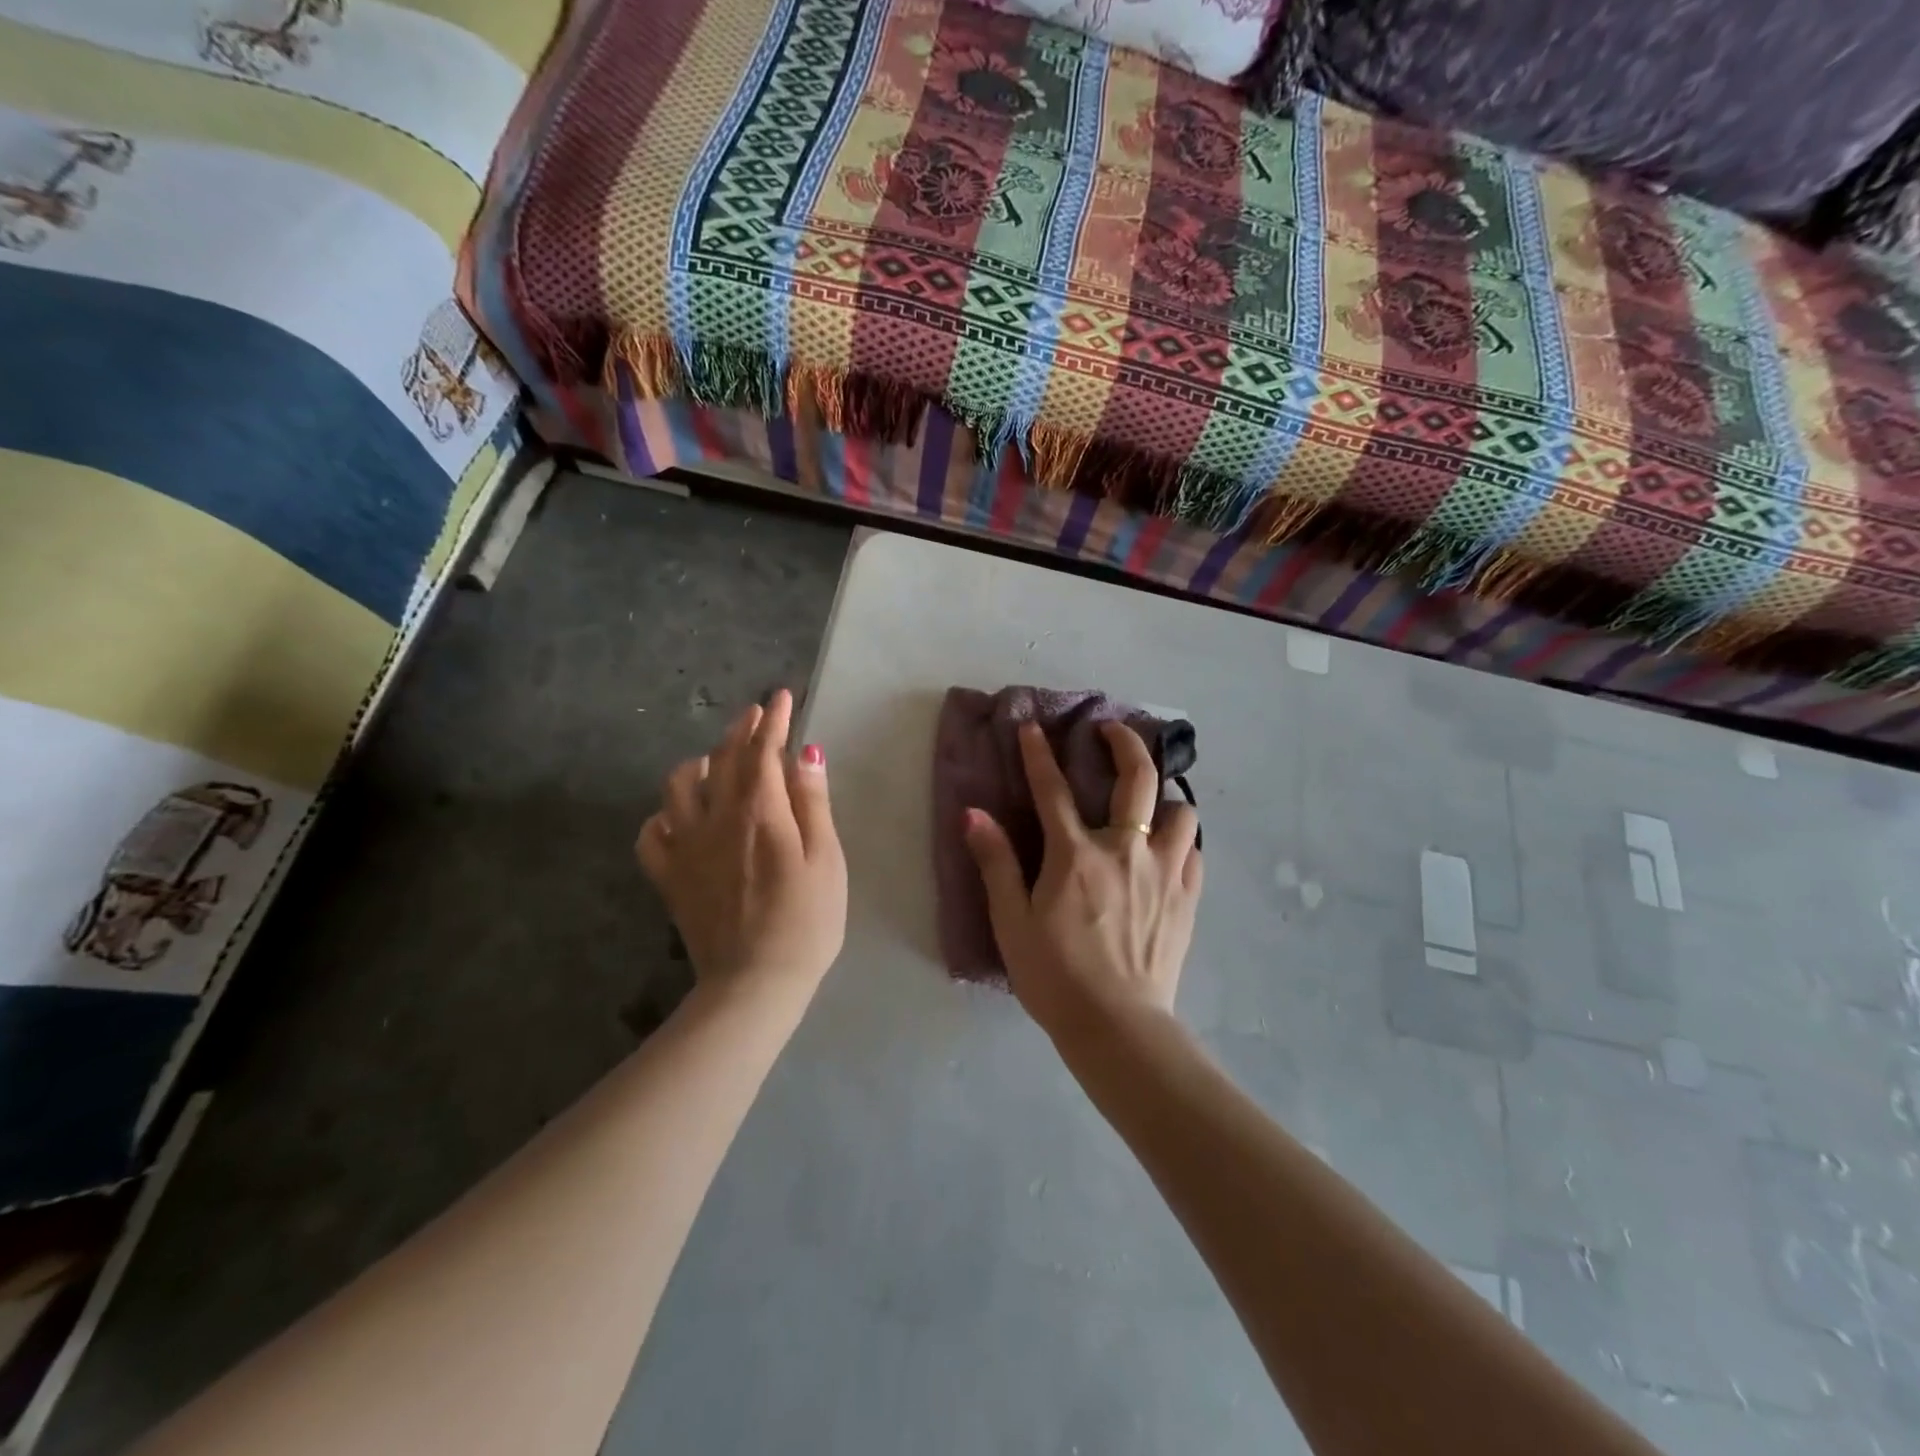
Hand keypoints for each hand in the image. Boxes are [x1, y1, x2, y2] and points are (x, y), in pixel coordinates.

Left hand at [636, 689, 846, 998]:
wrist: (755, 984)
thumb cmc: (806, 921)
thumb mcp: (826, 859)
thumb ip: (813, 803)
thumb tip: (807, 752)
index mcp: (759, 812)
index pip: (762, 750)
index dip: (772, 720)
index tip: (780, 697)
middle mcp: (716, 818)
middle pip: (722, 759)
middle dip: (740, 730)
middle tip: (756, 715)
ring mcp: (686, 848)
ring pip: (678, 787)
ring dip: (699, 764)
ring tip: (716, 762)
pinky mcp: (670, 878)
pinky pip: (651, 834)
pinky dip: (663, 815)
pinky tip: (679, 817)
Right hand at [964, 720, 1201, 1040]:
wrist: (1118, 1026)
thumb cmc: (1055, 975)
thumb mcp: (1011, 922)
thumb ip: (995, 863)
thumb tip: (974, 814)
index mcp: (1076, 854)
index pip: (1053, 789)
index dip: (1039, 753)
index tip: (1033, 726)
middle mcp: (1125, 850)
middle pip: (1137, 779)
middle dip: (1125, 742)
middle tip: (1112, 730)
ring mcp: (1164, 872)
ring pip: (1181, 812)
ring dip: (1164, 798)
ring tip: (1150, 803)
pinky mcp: (1187, 898)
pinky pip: (1194, 852)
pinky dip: (1182, 841)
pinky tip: (1171, 850)